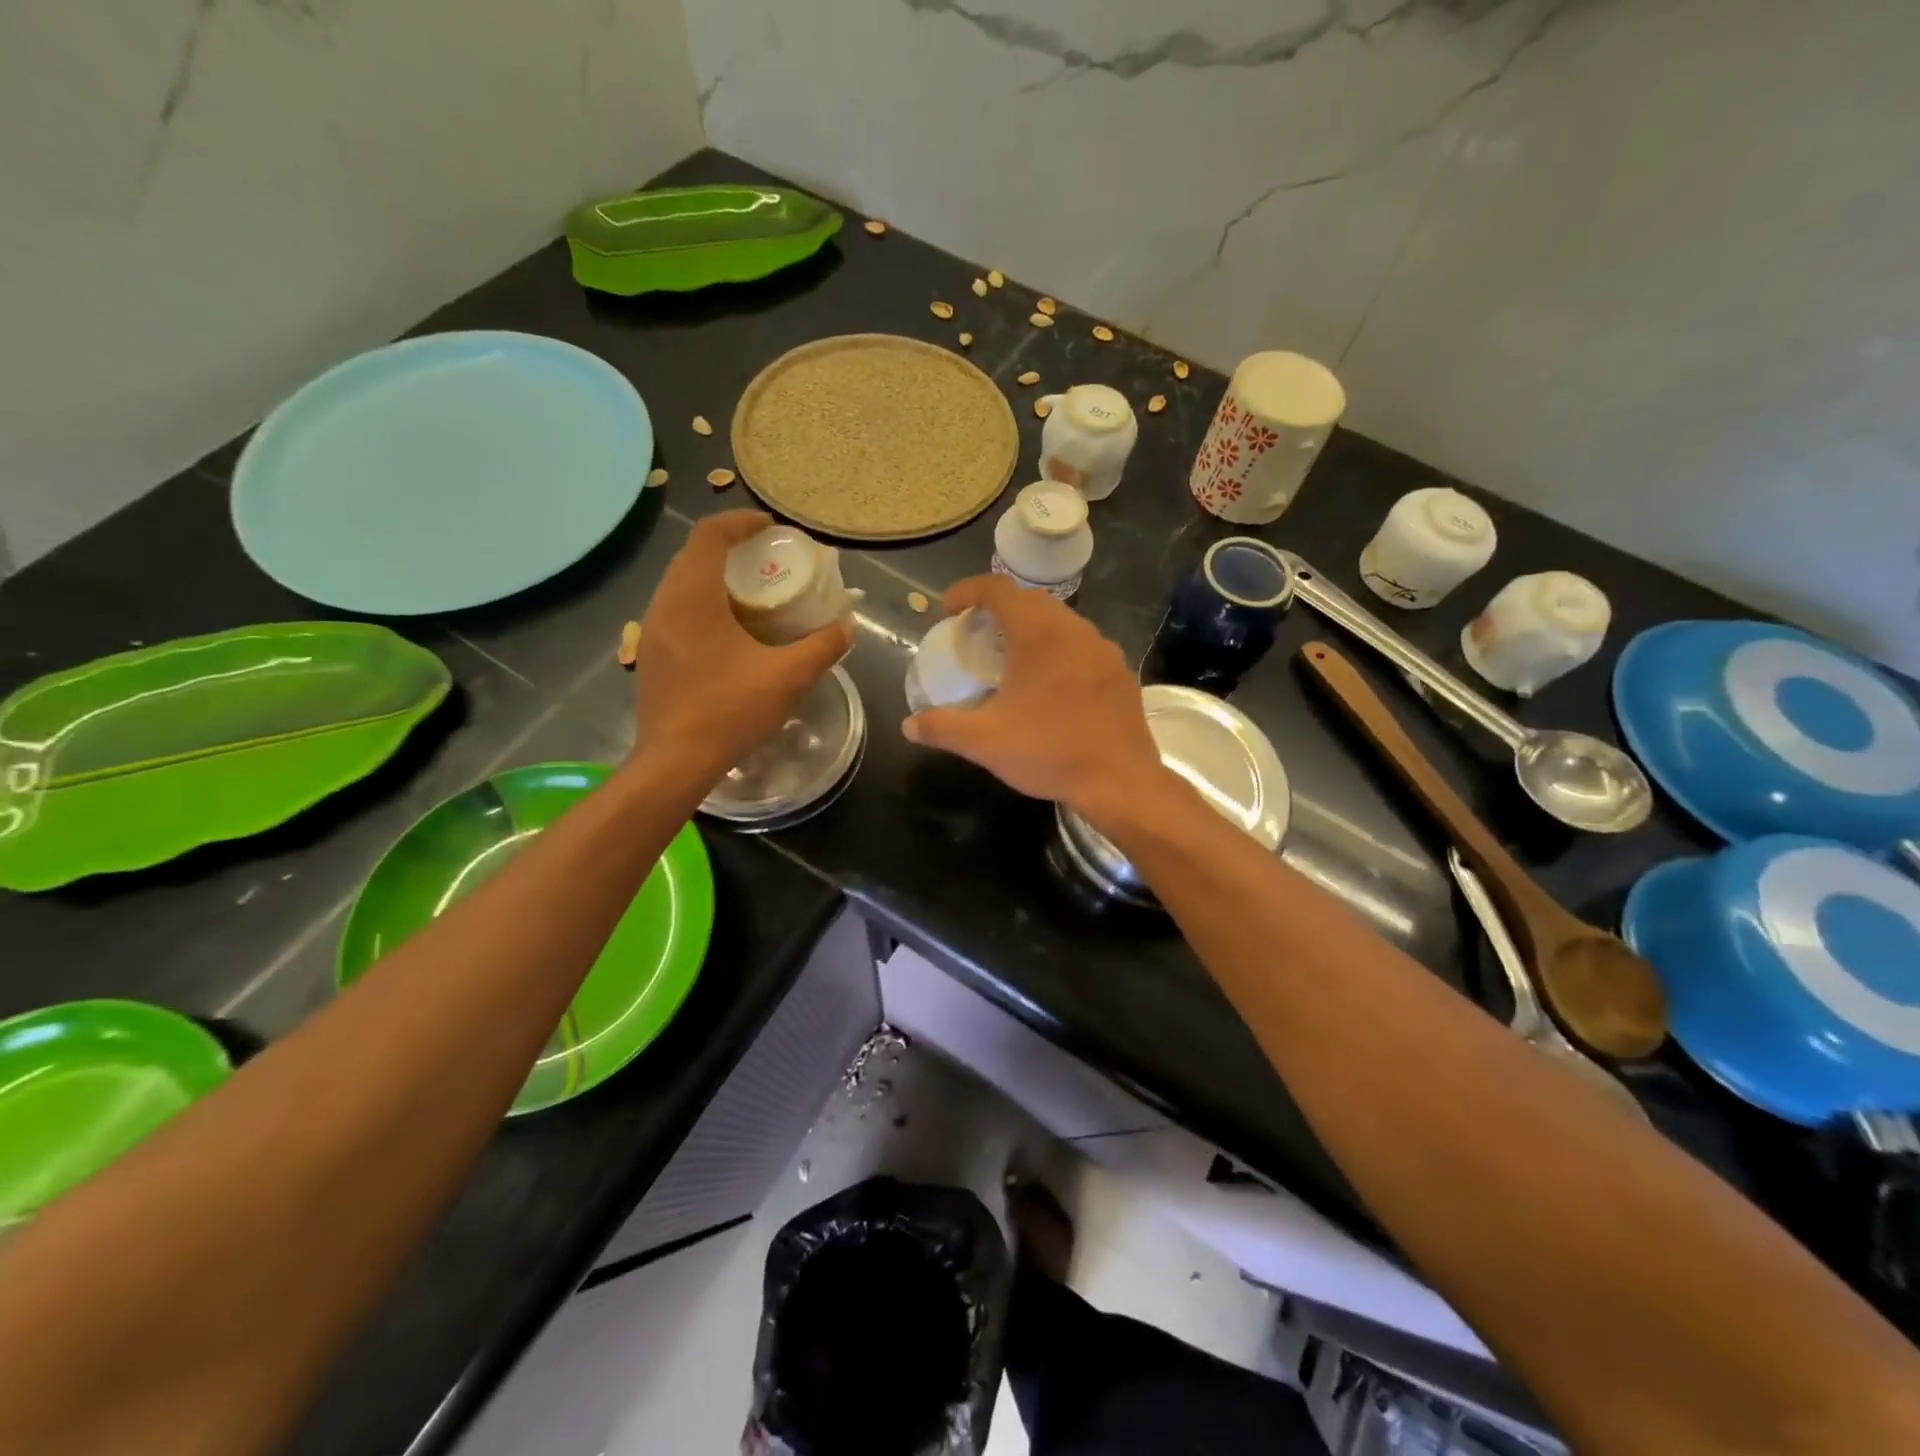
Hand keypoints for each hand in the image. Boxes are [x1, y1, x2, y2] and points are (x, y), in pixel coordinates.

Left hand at [630, 511, 851, 785]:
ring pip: (681, 583)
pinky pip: (677, 610)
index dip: (741, 522)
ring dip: (715, 577)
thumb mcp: (787, 677)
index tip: (771, 528)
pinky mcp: (651, 653)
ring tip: (753, 593)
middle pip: (693, 554)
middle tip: (768, 559)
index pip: (709, 534)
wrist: (674, 762)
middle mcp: (664, 603)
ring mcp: (651, 630)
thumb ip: (821, 647)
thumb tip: (846, 628)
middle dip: (731, 548)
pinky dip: (704, 603)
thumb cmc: (728, 711)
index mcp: (692, 597)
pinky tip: (730, 632)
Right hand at [902, 575, 1164, 819]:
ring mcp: (1103, 649)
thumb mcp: (985, 742)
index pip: (998, 588)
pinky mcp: (1120, 671)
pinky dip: (1057, 649)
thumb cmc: (1050, 752)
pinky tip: (1050, 684)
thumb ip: (942, 727)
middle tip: (975, 633)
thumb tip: (908, 725)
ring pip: (1060, 621)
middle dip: (998, 608)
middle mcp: (1074, 629)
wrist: (1120, 781)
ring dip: (1030, 628)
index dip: (967, 590)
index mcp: (1039, 633)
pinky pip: (1082, 645)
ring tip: (1010, 658)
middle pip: (1030, 599)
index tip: (947, 609)